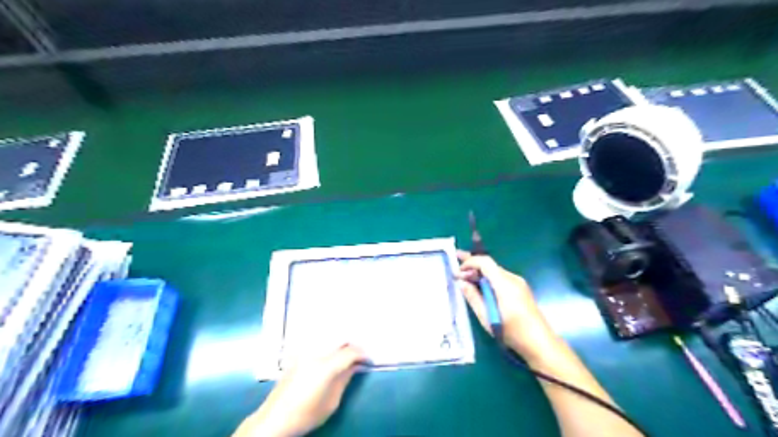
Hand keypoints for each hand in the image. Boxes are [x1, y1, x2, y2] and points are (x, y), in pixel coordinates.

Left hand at [238, 344, 368, 436]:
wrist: (275, 419)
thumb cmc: (306, 414)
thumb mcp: (331, 402)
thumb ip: (344, 380)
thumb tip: (354, 366)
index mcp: (326, 367)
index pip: (350, 352)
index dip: (362, 354)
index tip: (368, 359)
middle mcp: (315, 353)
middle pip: (339, 339)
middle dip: (352, 344)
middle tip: (358, 353)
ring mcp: (304, 351)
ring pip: (328, 335)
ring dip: (340, 340)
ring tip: (346, 348)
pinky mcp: (297, 353)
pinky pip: (316, 339)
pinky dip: (327, 339)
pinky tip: (330, 347)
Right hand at [458, 251, 559, 363]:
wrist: (540, 343)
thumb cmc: (512, 332)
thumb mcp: (487, 317)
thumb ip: (473, 297)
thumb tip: (462, 282)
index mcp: (505, 283)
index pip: (485, 262)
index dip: (469, 262)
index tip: (457, 272)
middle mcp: (512, 278)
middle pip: (489, 265)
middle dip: (472, 265)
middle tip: (456, 265)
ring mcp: (518, 283)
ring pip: (494, 271)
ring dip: (479, 273)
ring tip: (465, 278)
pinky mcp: (520, 289)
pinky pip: (500, 279)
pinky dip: (488, 279)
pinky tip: (480, 287)